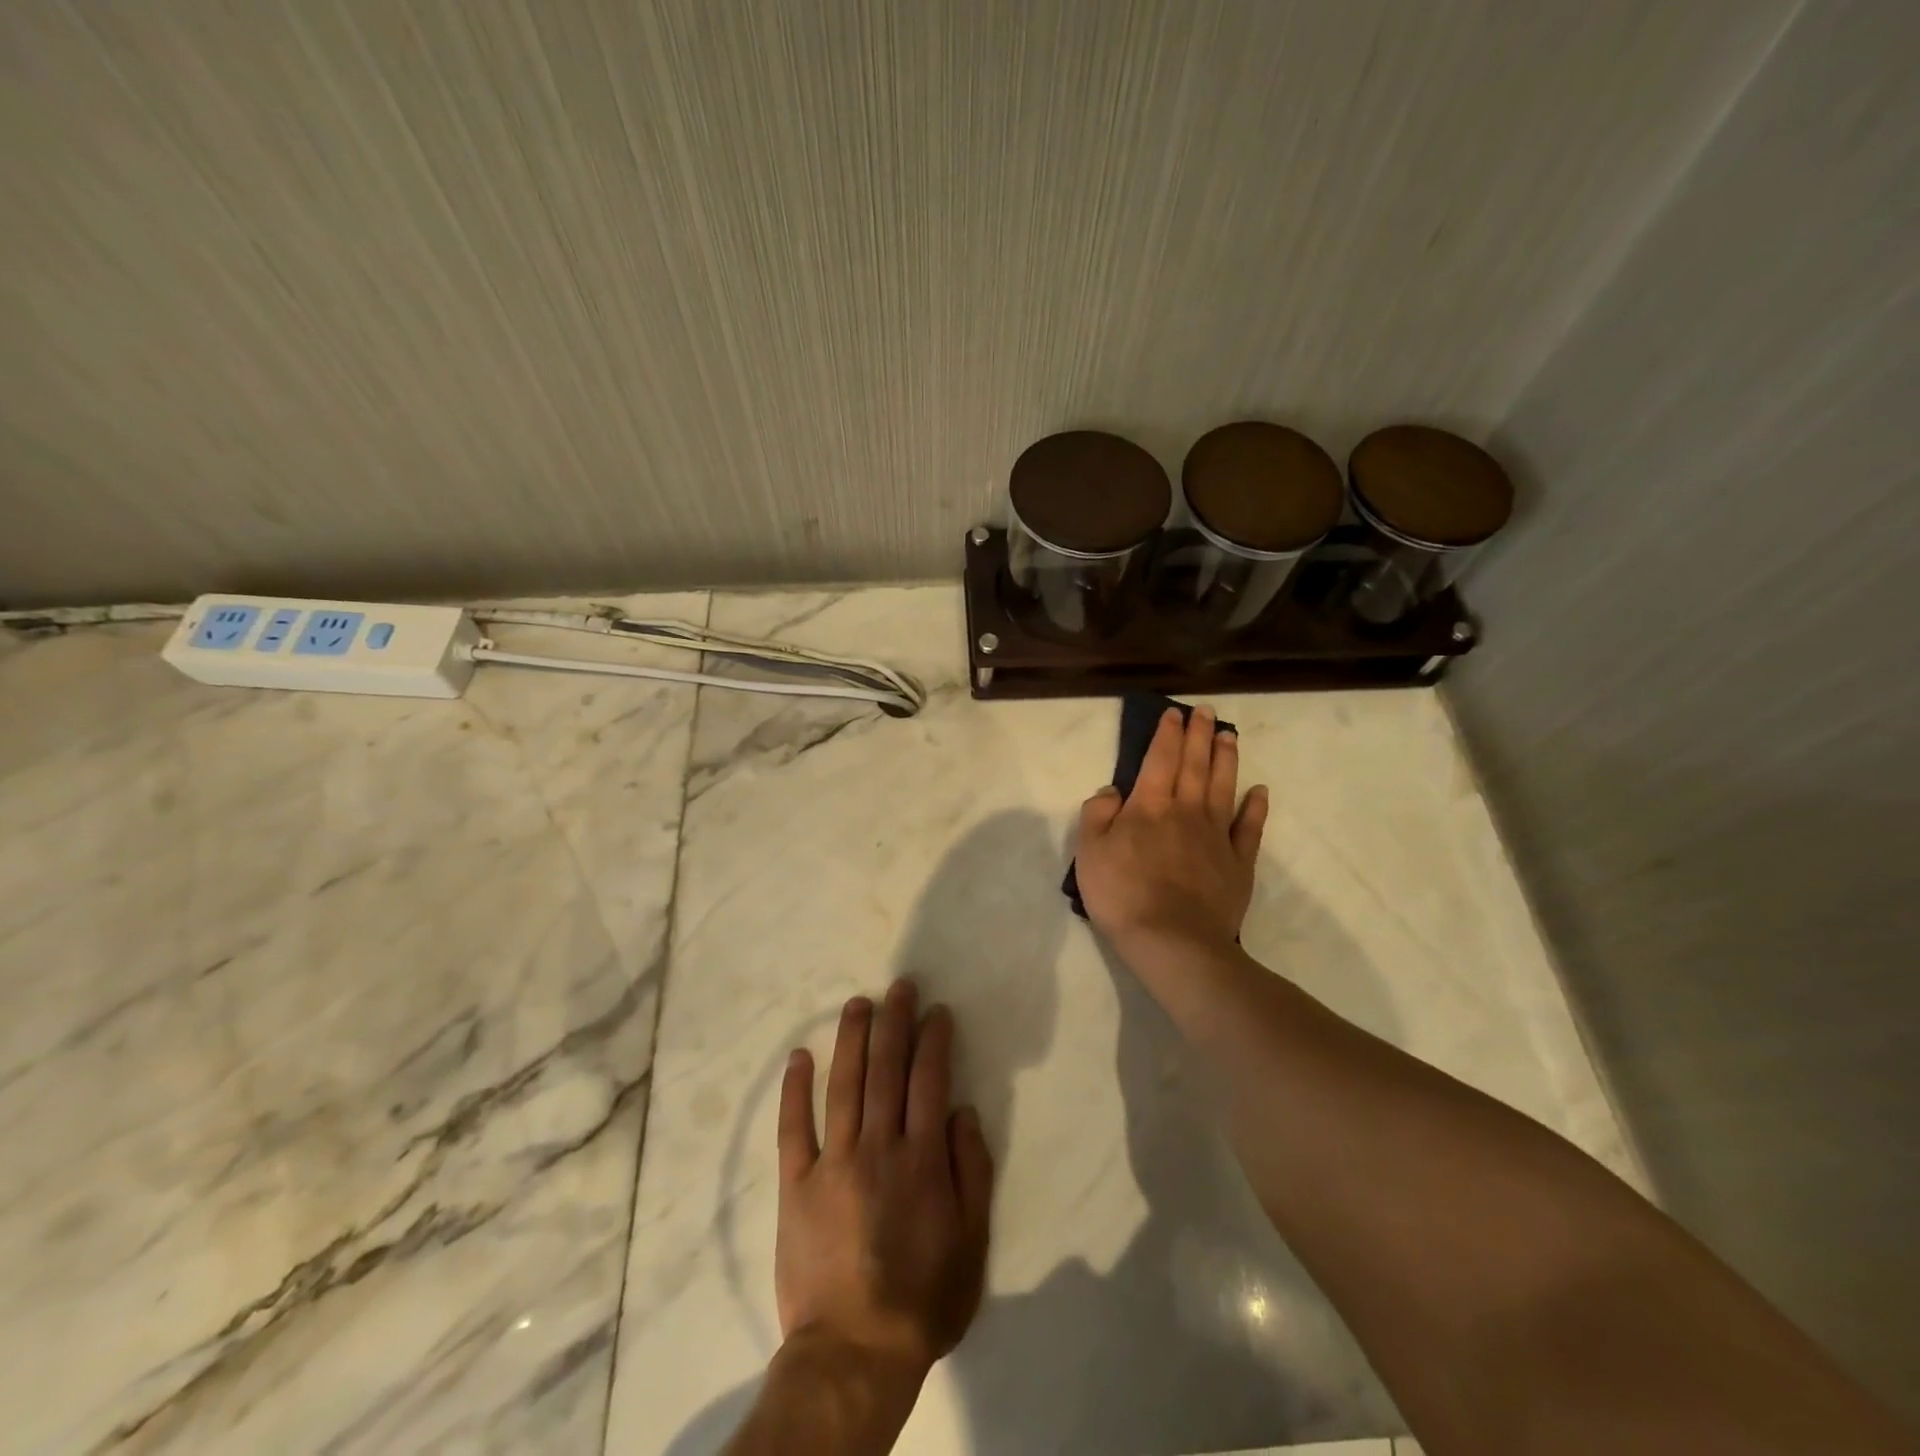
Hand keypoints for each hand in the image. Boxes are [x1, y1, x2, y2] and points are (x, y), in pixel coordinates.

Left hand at [774, 980, 994, 1379]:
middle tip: (899, 986)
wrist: (854, 1352)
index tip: (937, 1011)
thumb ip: (972, 1170)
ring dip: (852, 1039)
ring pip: (844, 1085)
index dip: (934, 1039)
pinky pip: (793, 1128)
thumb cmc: (923, 1297)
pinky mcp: (795, 1184)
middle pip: (887, 1069)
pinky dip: (795, 1090)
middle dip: (895, 1021)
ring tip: (858, 1003)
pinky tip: (800, 1056)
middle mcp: (878, 1146)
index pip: (930, 1080)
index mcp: (921, 1158)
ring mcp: (833, 1162)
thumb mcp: (972, 1241)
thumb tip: (961, 1110)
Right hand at [1074, 706, 1268, 957]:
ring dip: (1226, 759)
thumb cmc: (1122, 895)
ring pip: (1223, 787)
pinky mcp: (1238, 863)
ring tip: (1230, 736)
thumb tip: (1113, 790)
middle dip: (1200, 735)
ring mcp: (1216, 836)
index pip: (1159, 759)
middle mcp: (1186, 811)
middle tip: (1207, 711)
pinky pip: (1249, 828)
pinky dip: (1255, 808)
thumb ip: (1097, 814)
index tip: (1175, 713)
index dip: (1167, 734)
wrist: (1172, 941)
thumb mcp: (1088, 852)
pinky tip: (1259, 792)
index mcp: (1149, 806)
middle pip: (1195, 765)